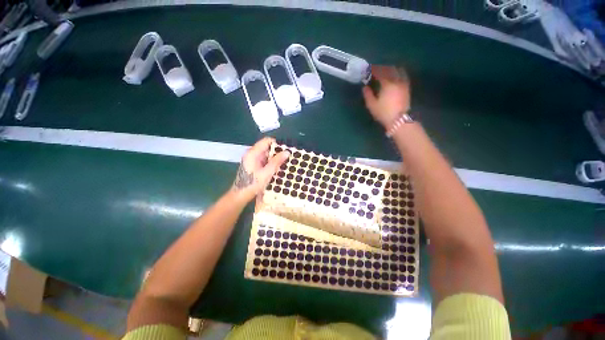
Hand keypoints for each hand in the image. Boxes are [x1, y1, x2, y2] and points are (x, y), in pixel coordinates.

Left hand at [231, 137, 289, 202]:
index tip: (286, 149)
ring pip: (266, 154)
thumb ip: (276, 162)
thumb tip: (287, 152)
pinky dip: (271, 163)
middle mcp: (252, 153)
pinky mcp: (254, 165)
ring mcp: (252, 159)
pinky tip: (277, 168)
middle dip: (277, 152)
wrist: (241, 195)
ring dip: (275, 158)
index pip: (266, 141)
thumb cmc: (253, 184)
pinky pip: (264, 160)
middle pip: (267, 147)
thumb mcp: (267, 173)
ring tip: (285, 163)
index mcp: (253, 153)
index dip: (277, 144)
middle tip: (288, 158)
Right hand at [362, 65, 410, 128]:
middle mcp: (396, 80)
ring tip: (386, 72)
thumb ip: (367, 95)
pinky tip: (395, 76)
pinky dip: (398, 73)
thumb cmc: (383, 112)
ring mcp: (403, 83)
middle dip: (382, 68)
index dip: (373, 70)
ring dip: (391, 69)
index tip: (368, 70)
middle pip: (389, 69)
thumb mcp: (372, 105)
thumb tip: (365, 87)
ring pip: (398, 71)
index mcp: (387, 84)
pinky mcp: (407, 88)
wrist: (399, 120)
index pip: (379, 73)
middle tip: (376, 71)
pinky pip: (403, 76)